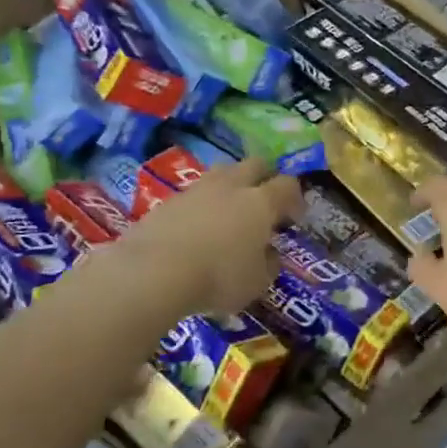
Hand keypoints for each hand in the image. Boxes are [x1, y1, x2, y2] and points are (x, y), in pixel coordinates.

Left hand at [114, 159, 301, 315]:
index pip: (287, 185)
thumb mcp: (256, 282)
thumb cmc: (218, 277)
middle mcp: (231, 186)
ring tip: (229, 212)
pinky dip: (201, 206)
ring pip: (221, 174)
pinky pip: (193, 195)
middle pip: (255, 165)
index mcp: (261, 202)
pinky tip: (197, 229)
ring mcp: (196, 190)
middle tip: (265, 200)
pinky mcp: (166, 202)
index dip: (295, 198)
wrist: (152, 272)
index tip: (294, 216)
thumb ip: (269, 264)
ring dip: (230, 187)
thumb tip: (270, 255)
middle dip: (264, 177)